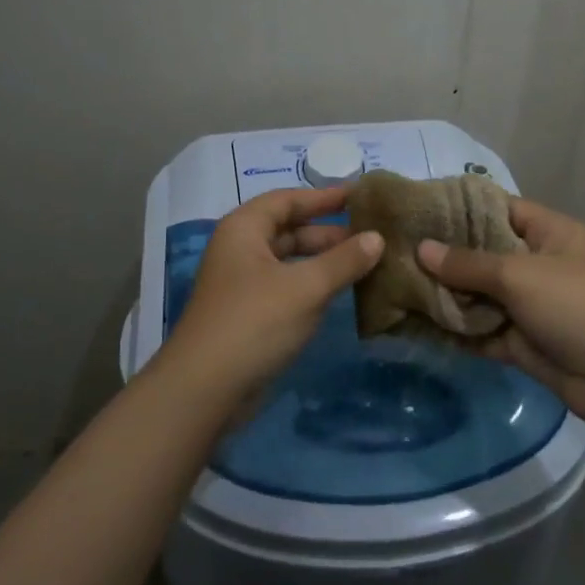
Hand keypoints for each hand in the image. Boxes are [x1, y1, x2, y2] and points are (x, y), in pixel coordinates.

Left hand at [157, 185, 383, 403]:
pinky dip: (312, 284)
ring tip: (364, 263)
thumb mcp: (306, 287)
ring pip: (289, 260)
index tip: (360, 196)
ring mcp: (242, 283)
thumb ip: (343, 261)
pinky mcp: (248, 313)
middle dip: (329, 232)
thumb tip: (377, 238)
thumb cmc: (255, 322)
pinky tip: (340, 292)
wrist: (206, 389)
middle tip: (371, 236)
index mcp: (244, 229)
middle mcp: (239, 249)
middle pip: (289, 229)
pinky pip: (286, 286)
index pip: (288, 200)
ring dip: (323, 260)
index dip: (324, 197)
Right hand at [417, 198, 584, 426]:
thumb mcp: (520, 275)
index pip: (498, 208)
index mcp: (549, 233)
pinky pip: (481, 329)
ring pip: (478, 293)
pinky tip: (417, 324)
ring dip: (445, 294)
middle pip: (483, 252)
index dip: (460, 207)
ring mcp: (529, 305)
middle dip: (444, 255)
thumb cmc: (577, 307)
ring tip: (397, 284)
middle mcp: (537, 263)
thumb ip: (468, 263)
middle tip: (396, 249)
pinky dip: (456, 329)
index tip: (418, 209)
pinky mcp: (521, 341)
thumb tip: (421, 249)